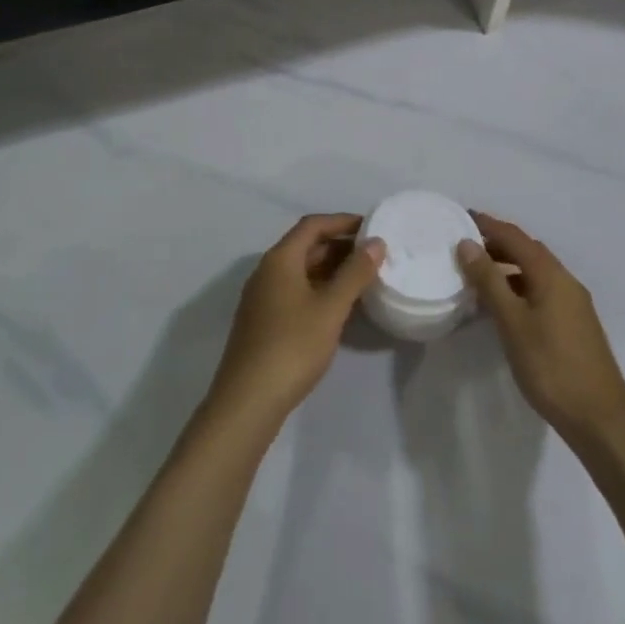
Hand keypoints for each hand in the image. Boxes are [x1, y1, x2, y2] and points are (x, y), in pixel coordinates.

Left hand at [206, 214, 385, 427]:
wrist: (248, 401)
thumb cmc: (293, 346)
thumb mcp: (331, 308)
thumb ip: (355, 273)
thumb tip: (376, 242)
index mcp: (280, 259)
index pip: (313, 225)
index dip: (342, 222)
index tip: (372, 227)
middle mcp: (267, 271)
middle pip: (306, 246)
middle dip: (339, 246)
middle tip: (373, 255)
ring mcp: (262, 297)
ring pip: (301, 271)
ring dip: (330, 269)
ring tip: (363, 279)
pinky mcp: (263, 321)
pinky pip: (295, 291)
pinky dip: (319, 289)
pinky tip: (338, 307)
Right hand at [458, 212, 624, 444]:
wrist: (600, 420)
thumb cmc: (551, 368)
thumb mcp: (512, 323)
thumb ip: (489, 281)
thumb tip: (467, 243)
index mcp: (552, 275)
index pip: (515, 237)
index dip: (488, 225)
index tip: (461, 217)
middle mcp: (566, 281)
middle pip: (528, 251)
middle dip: (497, 243)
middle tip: (465, 247)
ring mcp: (574, 304)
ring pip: (536, 272)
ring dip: (508, 267)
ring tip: (478, 275)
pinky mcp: (575, 324)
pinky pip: (542, 290)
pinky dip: (519, 287)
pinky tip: (504, 306)